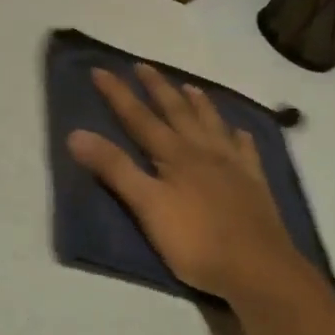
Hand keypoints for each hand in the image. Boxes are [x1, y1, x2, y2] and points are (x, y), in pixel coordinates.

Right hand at [68, 64, 308, 301]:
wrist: (258, 268)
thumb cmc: (195, 241)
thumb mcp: (146, 207)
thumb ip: (114, 169)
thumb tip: (76, 134)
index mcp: (175, 155)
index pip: (139, 118)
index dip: (118, 94)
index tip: (100, 70)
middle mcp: (204, 151)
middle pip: (177, 112)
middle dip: (157, 88)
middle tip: (143, 65)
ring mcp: (234, 166)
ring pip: (212, 124)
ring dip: (198, 104)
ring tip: (189, 86)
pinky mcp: (254, 184)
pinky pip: (246, 150)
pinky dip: (238, 136)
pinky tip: (239, 132)